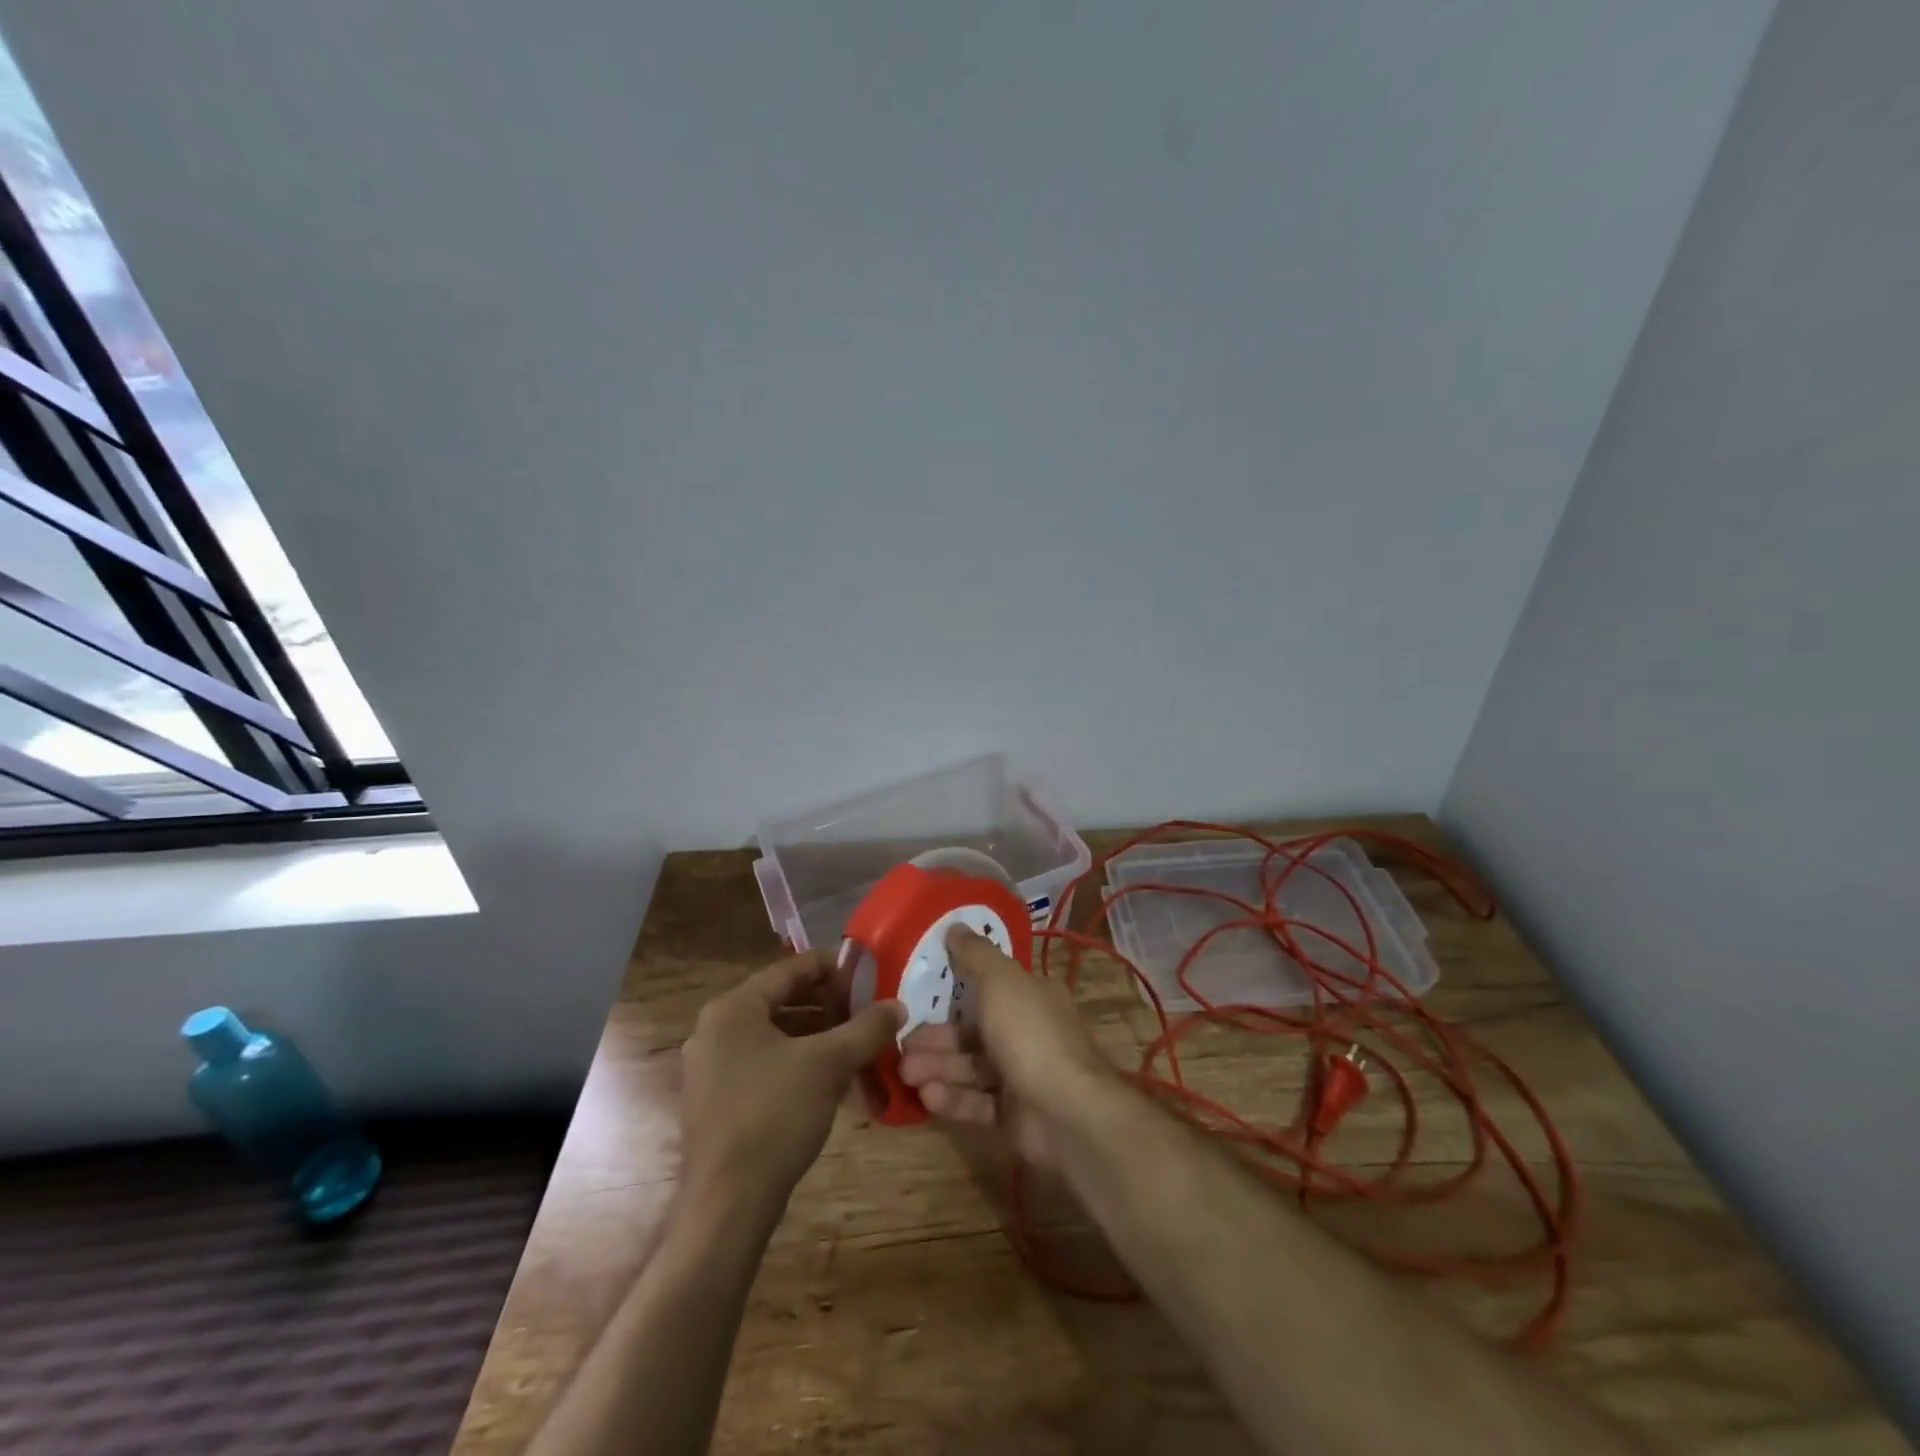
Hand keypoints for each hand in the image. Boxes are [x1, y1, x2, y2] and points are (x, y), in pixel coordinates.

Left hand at [680, 950, 901, 1211]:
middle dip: (826, 1003)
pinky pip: (762, 1063)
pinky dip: (795, 1060)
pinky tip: (829, 1075)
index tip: (867, 972)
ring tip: (854, 1040)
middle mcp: (714, 1029)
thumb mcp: (830, 1064)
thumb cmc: (775, 1115)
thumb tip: (899, 1005)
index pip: (789, 969)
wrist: (728, 1203)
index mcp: (733, 1008)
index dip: (832, 967)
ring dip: (814, 1033)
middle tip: (865, 1008)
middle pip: (780, 1000)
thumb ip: (866, 1028)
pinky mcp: (715, 1101)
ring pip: (773, 1034)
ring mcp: (710, 1068)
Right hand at [897, 926, 1116, 1165]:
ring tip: (905, 1073)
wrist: (1067, 1113)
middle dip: (936, 1038)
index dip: (957, 989)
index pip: (992, 987)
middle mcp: (1030, 1033)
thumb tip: (955, 925)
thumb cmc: (1031, 1034)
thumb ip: (975, 954)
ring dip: (937, 1068)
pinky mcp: (1015, 1116)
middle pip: (974, 1031)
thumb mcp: (1000, 980)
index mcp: (1033, 996)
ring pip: (972, 1067)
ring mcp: (1023, 1076)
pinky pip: (978, 1102)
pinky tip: (927, 1096)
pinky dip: (953, 1098)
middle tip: (901, 1044)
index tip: (919, 995)